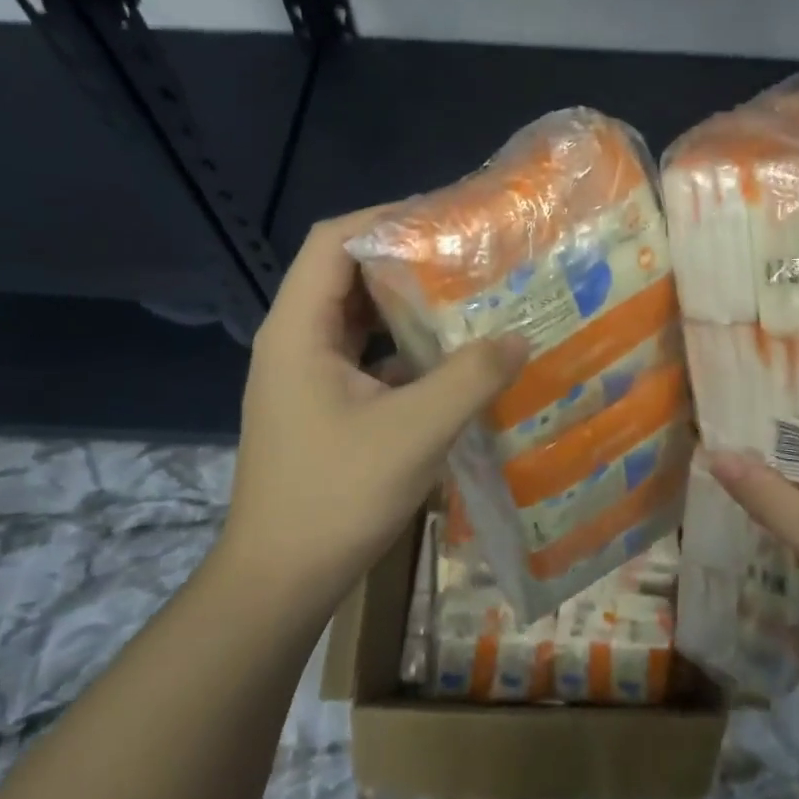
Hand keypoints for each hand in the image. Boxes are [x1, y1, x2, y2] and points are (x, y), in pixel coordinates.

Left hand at [220, 210, 528, 619]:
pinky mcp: (325, 404)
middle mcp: (296, 340)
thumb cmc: (335, 496)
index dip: (386, 218)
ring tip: (469, 296)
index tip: (446, 218)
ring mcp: (308, 374)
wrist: (280, 580)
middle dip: (408, 259)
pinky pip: (368, 356)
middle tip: (469, 255)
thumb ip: (469, 378)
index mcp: (299, 329)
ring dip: (409, 305)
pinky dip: (406, 348)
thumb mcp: (414, 432)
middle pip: (349, 273)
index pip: (334, 241)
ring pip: (361, 318)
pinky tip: (453, 358)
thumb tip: (518, 337)